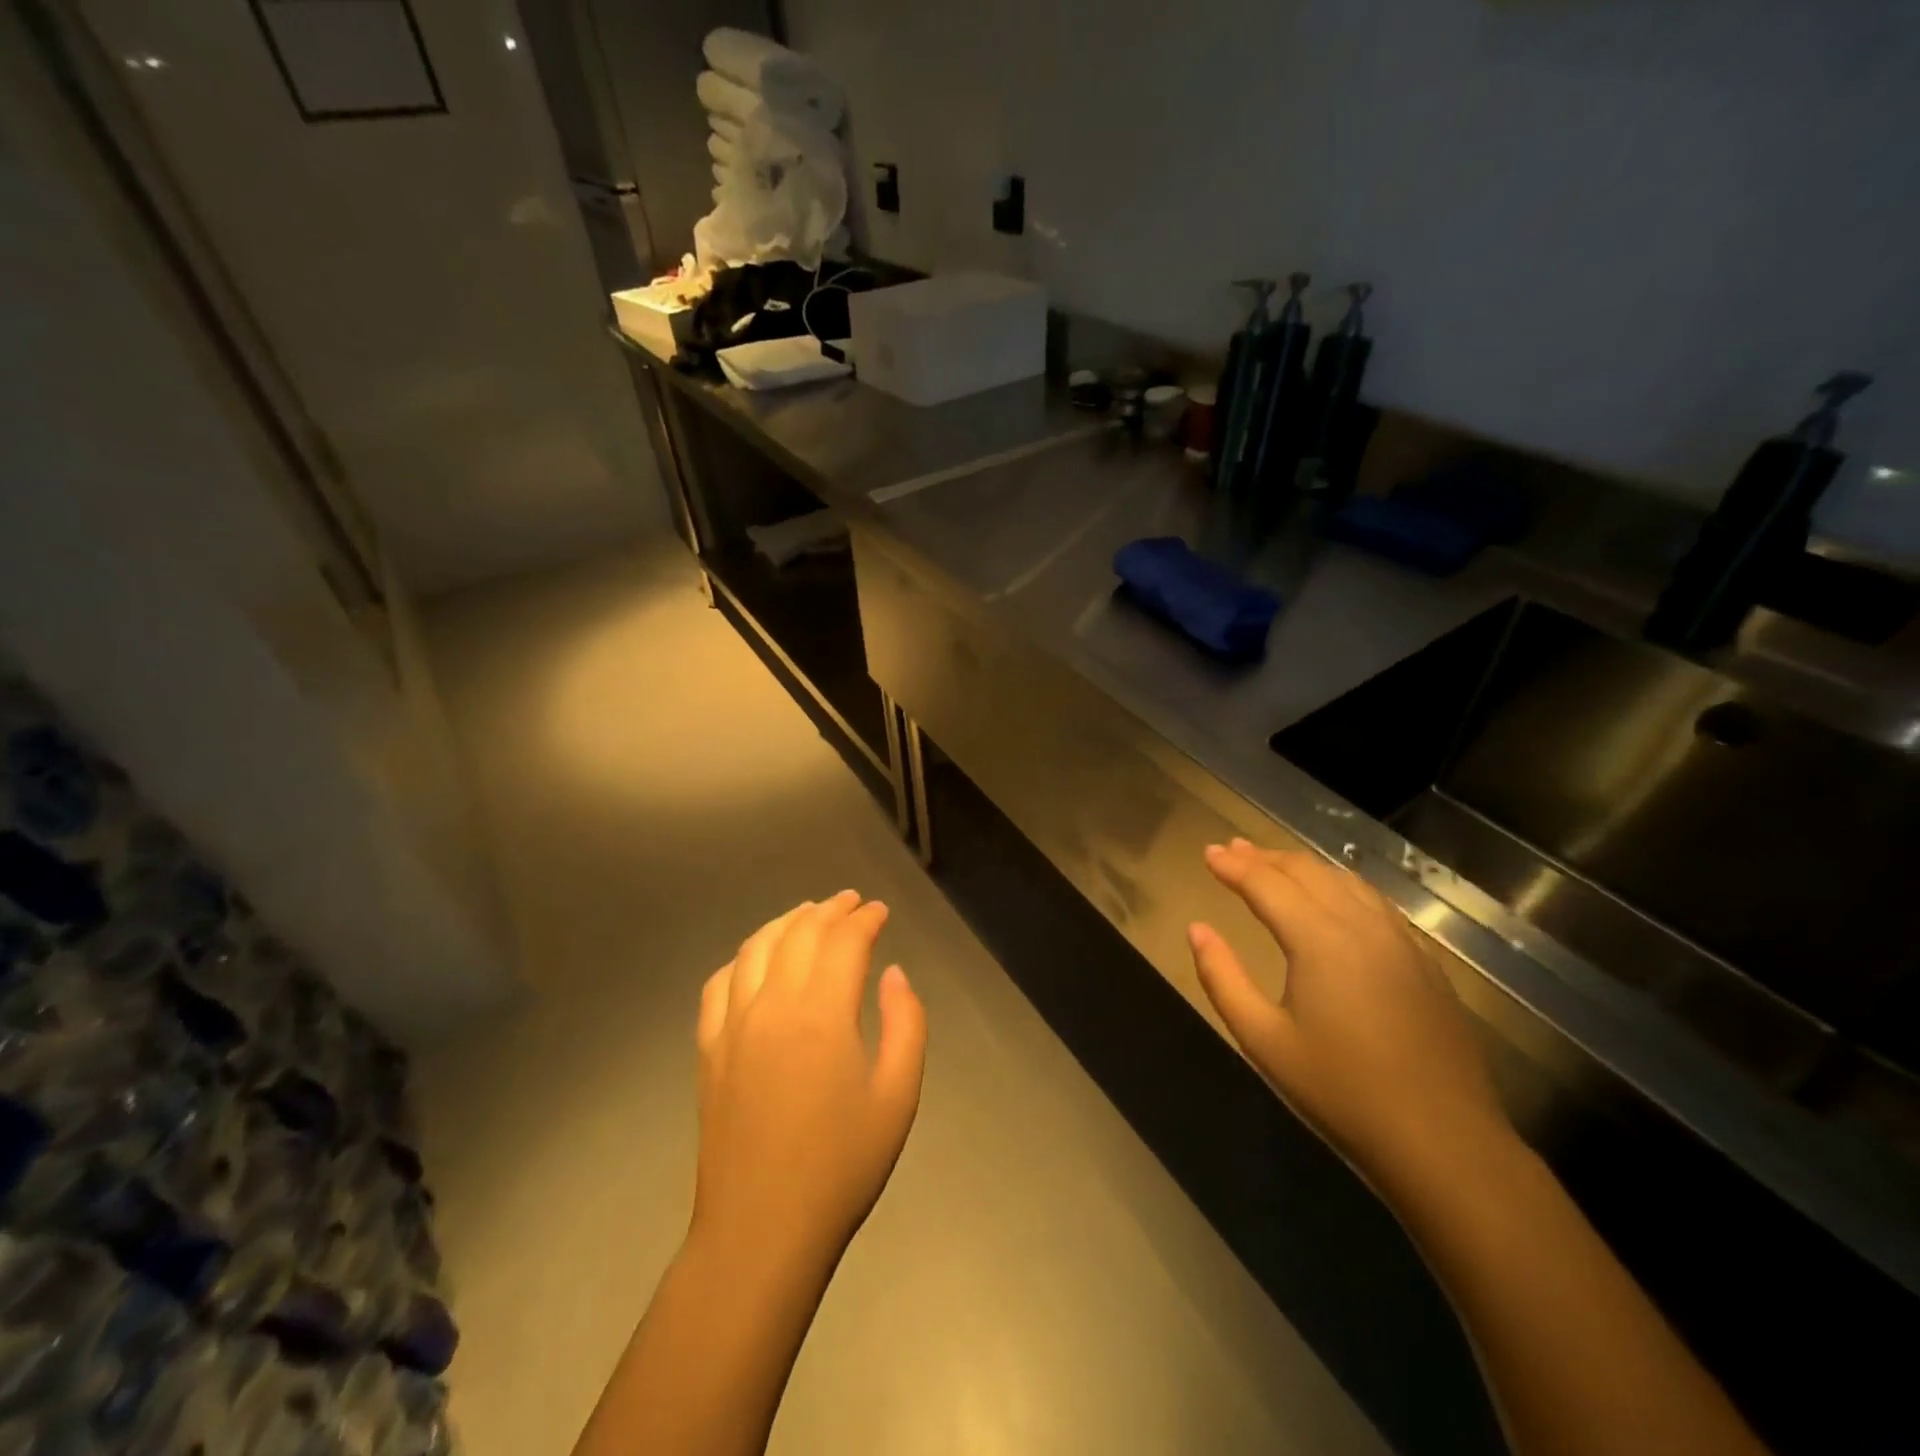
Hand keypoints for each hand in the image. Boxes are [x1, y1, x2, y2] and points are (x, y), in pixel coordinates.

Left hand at [691, 892, 927, 1283]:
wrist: (762, 1231)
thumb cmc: (841, 1166)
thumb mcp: (898, 1095)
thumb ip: (905, 1023)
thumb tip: (894, 974)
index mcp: (822, 1013)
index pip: (843, 941)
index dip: (864, 919)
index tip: (880, 911)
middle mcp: (772, 1004)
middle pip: (799, 933)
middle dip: (829, 910)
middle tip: (851, 902)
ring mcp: (732, 1025)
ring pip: (755, 948)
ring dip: (785, 922)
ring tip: (807, 914)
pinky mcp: (708, 1049)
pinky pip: (719, 983)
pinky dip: (742, 957)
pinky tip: (755, 959)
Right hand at [1188, 839, 1511, 1191]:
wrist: (1444, 1140)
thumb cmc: (1341, 1090)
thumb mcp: (1263, 1039)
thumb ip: (1222, 977)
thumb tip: (1197, 929)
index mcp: (1319, 939)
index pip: (1266, 884)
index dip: (1233, 866)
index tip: (1207, 852)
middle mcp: (1361, 925)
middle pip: (1306, 872)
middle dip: (1264, 857)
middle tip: (1231, 849)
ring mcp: (1399, 940)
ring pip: (1343, 881)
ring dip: (1301, 866)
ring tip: (1272, 863)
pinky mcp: (1423, 960)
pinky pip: (1372, 901)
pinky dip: (1338, 885)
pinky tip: (1331, 896)